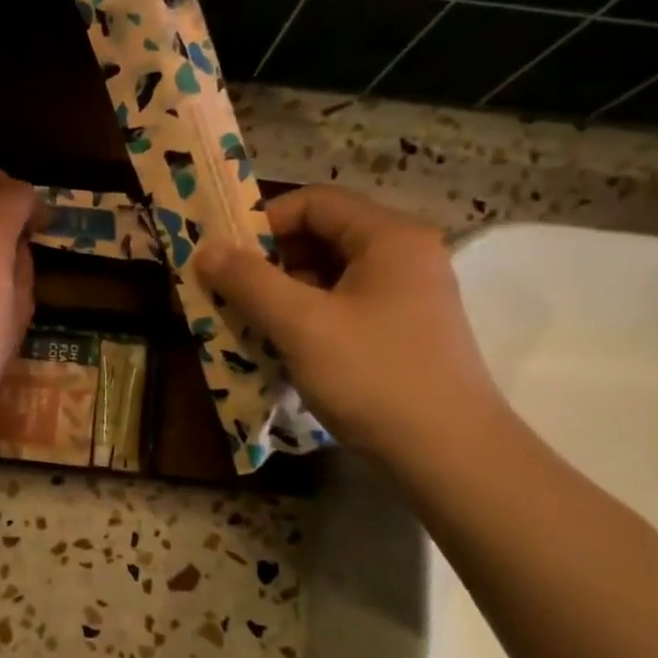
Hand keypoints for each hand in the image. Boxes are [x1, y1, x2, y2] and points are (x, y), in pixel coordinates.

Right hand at [193, 186, 502, 460]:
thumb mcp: (301, 325)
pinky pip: (345, 310)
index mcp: (389, 238)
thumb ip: (249, 281)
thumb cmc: (374, 376)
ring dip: (284, 295)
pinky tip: (282, 349)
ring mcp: (408, 299)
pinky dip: (308, 320)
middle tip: (228, 292)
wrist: (450, 455)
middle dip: (269, 263)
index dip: (263, 223)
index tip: (226, 258)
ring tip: (247, 323)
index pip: (315, 203)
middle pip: (323, 238)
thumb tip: (207, 248)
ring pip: (332, 278)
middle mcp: (404, 258)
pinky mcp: (404, 335)